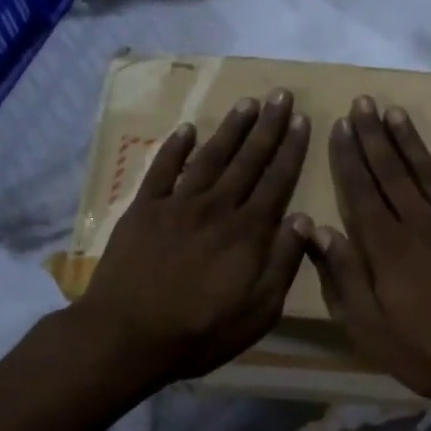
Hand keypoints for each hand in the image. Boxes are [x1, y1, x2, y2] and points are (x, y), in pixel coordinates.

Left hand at [78, 89, 311, 383]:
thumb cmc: (199, 332)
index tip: (301, 120)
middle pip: (247, 160)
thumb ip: (283, 263)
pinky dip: (175, 148)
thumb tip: (303, 220)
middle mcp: (216, 208)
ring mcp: (177, 205)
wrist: (126, 336)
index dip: (291, 149)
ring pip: (210, 157)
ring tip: (246, 102)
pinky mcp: (144, 210)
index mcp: (247, 233)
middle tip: (280, 95)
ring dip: (230, 129)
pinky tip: (188, 128)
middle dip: (267, 127)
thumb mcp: (258, 312)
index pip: (277, 181)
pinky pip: (162, 170)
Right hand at [306, 98, 430, 430]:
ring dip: (411, 141)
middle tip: (362, 103)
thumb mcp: (371, 329)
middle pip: (393, 173)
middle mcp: (422, 224)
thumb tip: (317, 229)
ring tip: (395, 111)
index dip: (348, 157)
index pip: (362, 191)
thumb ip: (344, 276)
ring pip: (430, 173)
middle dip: (374, 136)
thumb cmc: (430, 354)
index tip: (339, 126)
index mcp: (389, 248)